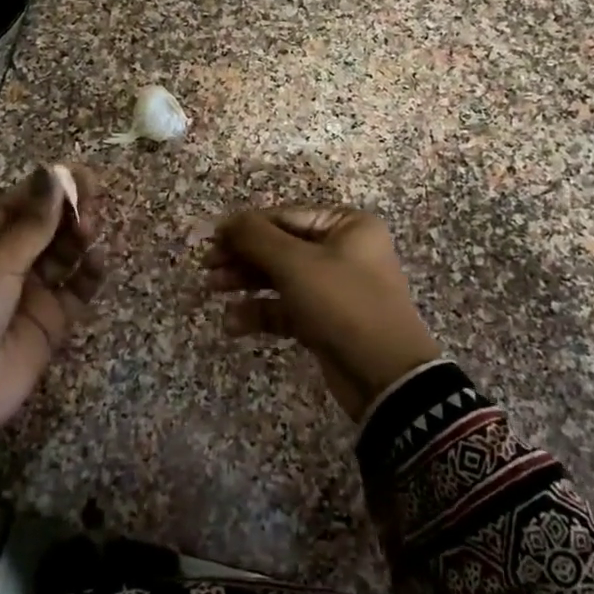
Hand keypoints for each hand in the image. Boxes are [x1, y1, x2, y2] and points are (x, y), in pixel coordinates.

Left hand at [0, 164, 102, 431]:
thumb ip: (34, 222)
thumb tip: (55, 172)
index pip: (19, 204)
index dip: (47, 187)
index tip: (76, 173)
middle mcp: (9, 263)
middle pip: (46, 226)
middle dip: (69, 210)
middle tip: (92, 199)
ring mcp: (32, 292)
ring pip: (65, 254)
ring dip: (80, 238)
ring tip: (90, 230)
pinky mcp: (53, 320)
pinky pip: (78, 290)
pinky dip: (90, 274)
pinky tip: (97, 261)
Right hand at [206, 206, 440, 420]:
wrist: (386, 377)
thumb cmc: (342, 304)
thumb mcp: (296, 264)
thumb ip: (256, 237)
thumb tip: (227, 220)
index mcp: (346, 226)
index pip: (284, 216)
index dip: (245, 227)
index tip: (210, 239)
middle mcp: (343, 251)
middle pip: (279, 246)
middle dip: (242, 257)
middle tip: (207, 267)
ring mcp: (334, 288)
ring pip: (279, 277)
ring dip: (245, 283)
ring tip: (211, 290)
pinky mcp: (324, 321)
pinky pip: (286, 308)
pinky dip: (259, 312)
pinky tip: (232, 323)